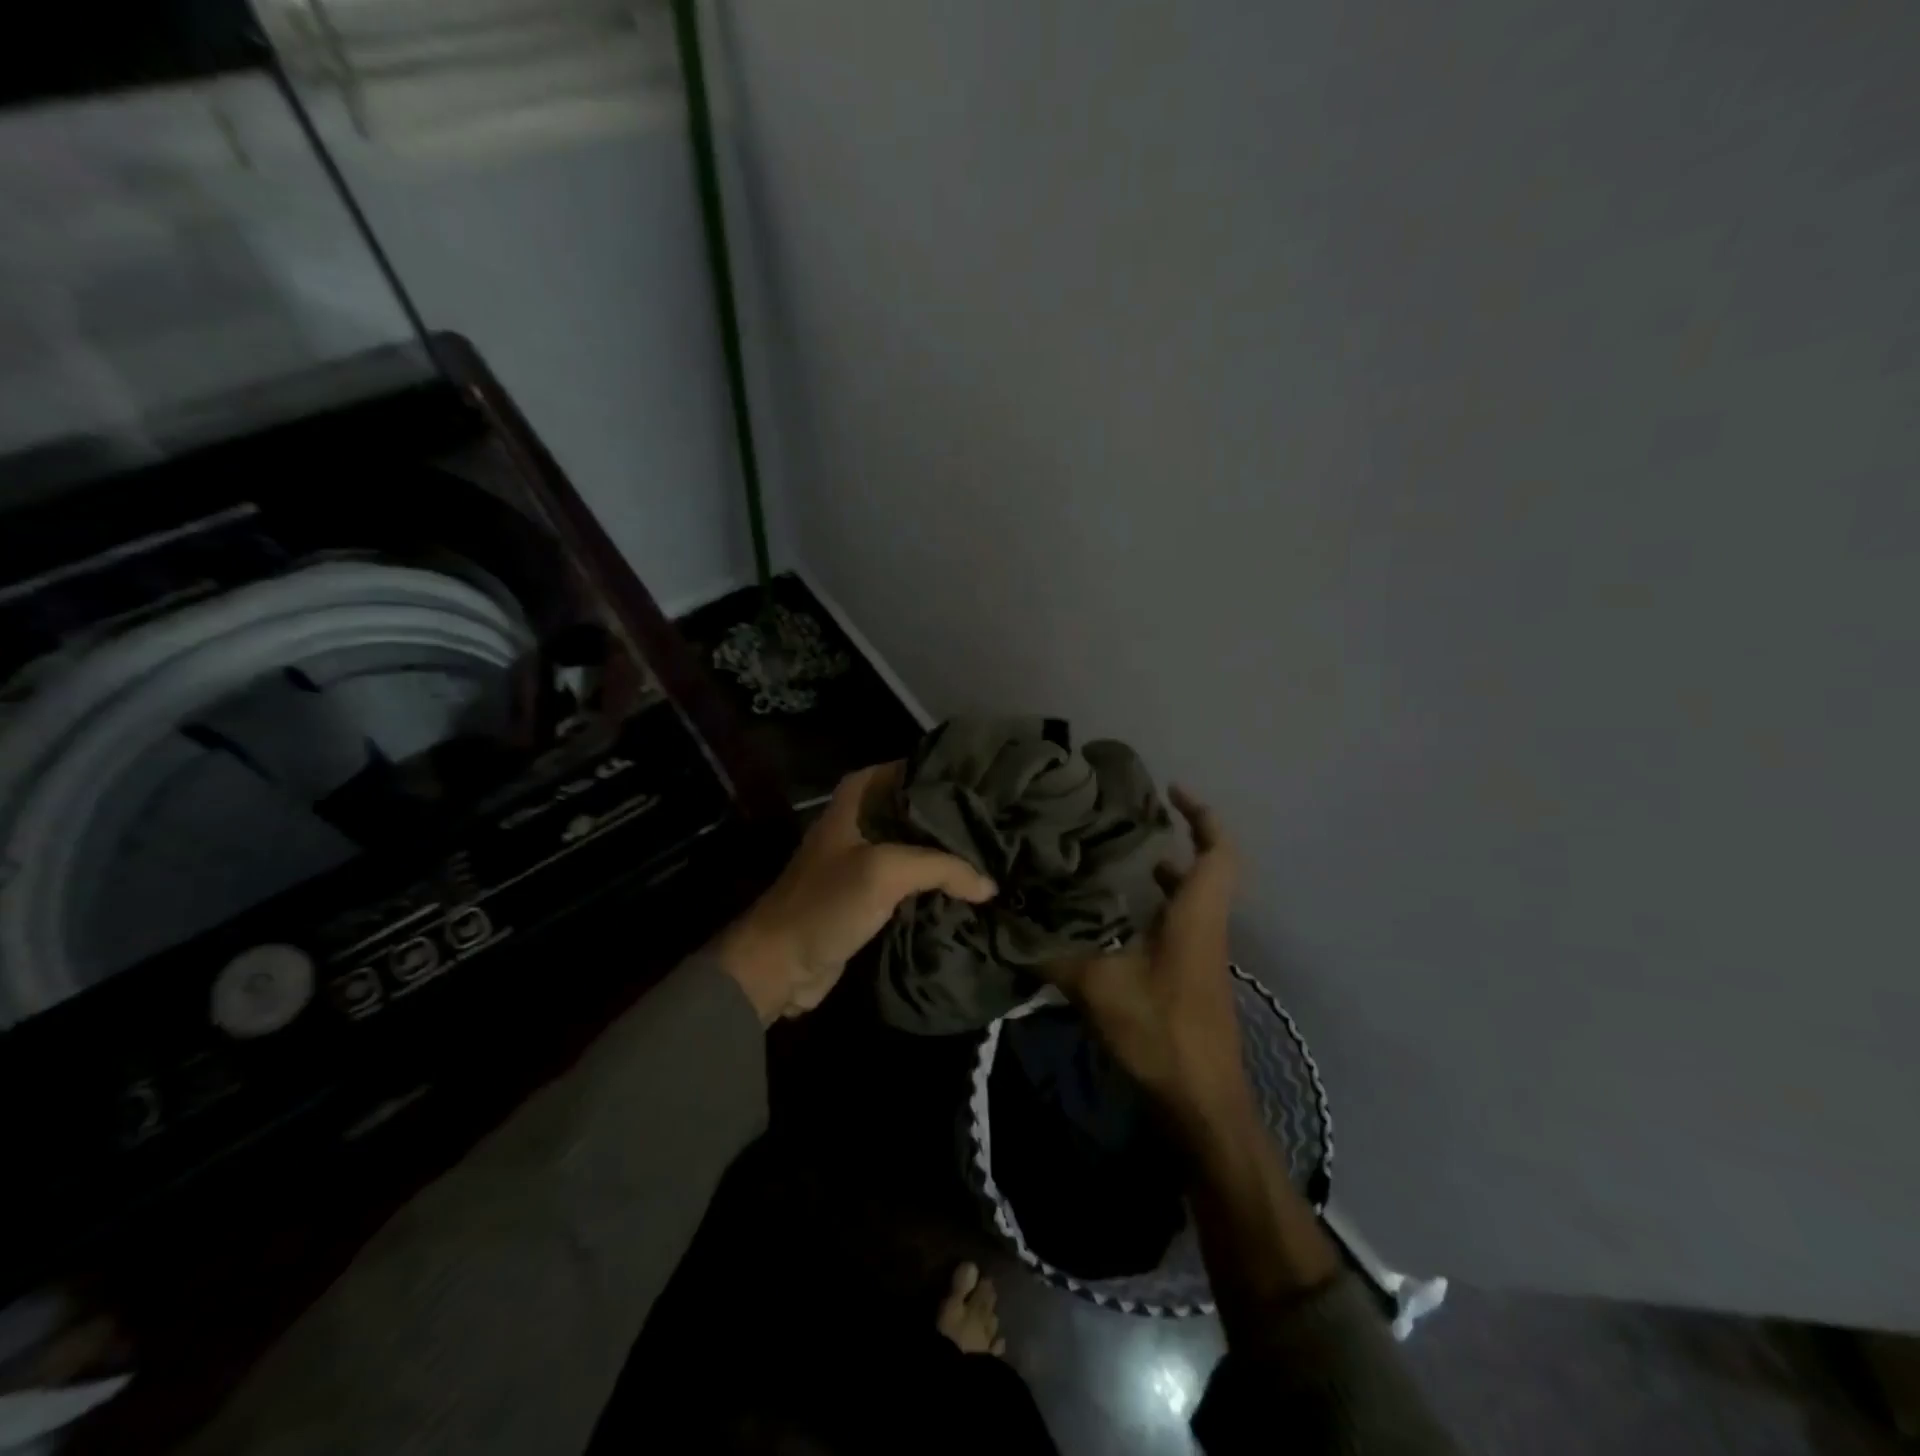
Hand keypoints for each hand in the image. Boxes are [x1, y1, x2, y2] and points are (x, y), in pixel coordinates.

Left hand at [714, 763, 997, 1024]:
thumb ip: (941, 867)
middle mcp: (862, 821)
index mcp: (857, 798)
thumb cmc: (826, 903)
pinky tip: (970, 890)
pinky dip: (936, 885)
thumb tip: (989, 884)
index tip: (985, 782)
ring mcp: (865, 860)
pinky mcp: (869, 896)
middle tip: (998, 822)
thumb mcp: (885, 872)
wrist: (780, 964)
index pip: (909, 770)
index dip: (944, 773)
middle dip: (953, 817)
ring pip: (916, 847)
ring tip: (994, 854)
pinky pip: (911, 882)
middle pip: (917, 810)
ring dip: (948, 855)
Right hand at [1040, 787, 1247, 1119]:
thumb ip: (1051, 953)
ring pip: (1191, 899)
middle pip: (1206, 869)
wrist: (1202, 1102)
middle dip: (1175, 840)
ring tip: (1115, 863)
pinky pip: (1180, 925)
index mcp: (1195, 915)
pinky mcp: (1193, 977)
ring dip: (1163, 877)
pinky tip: (1113, 921)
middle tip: (1127, 824)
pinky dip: (1155, 910)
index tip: (1171, 791)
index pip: (1217, 850)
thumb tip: (1004, 924)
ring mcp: (1202, 954)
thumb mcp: (1097, 987)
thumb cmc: (1160, 1031)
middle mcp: (1205, 926)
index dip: (1201, 814)